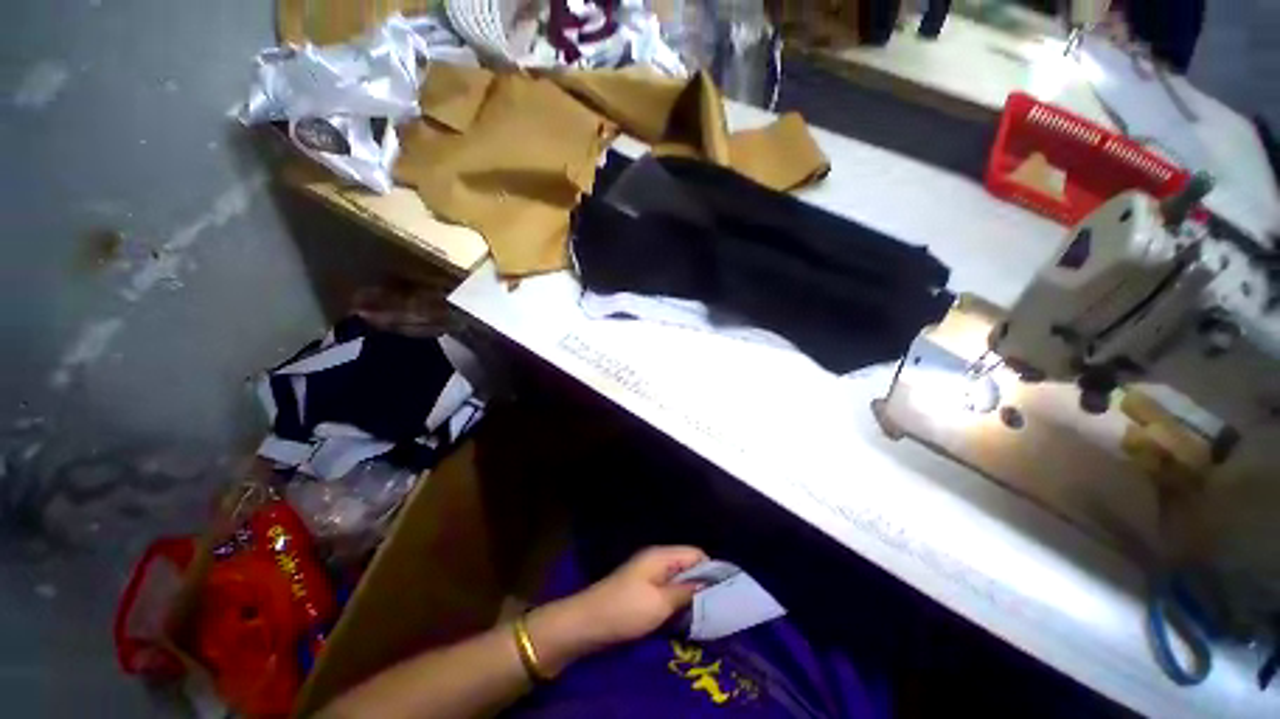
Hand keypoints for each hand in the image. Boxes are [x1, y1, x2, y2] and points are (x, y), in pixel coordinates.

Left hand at [525, 546, 707, 674]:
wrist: (588, 623)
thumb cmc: (626, 609)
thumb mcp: (660, 603)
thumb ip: (686, 591)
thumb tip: (709, 584)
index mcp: (661, 555)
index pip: (696, 553)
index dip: (712, 569)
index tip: (727, 590)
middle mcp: (657, 559)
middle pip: (688, 565)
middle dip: (703, 583)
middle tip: (719, 606)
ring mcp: (649, 574)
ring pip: (679, 579)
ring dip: (690, 593)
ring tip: (706, 613)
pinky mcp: (643, 589)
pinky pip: (668, 589)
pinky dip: (678, 599)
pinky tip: (685, 614)